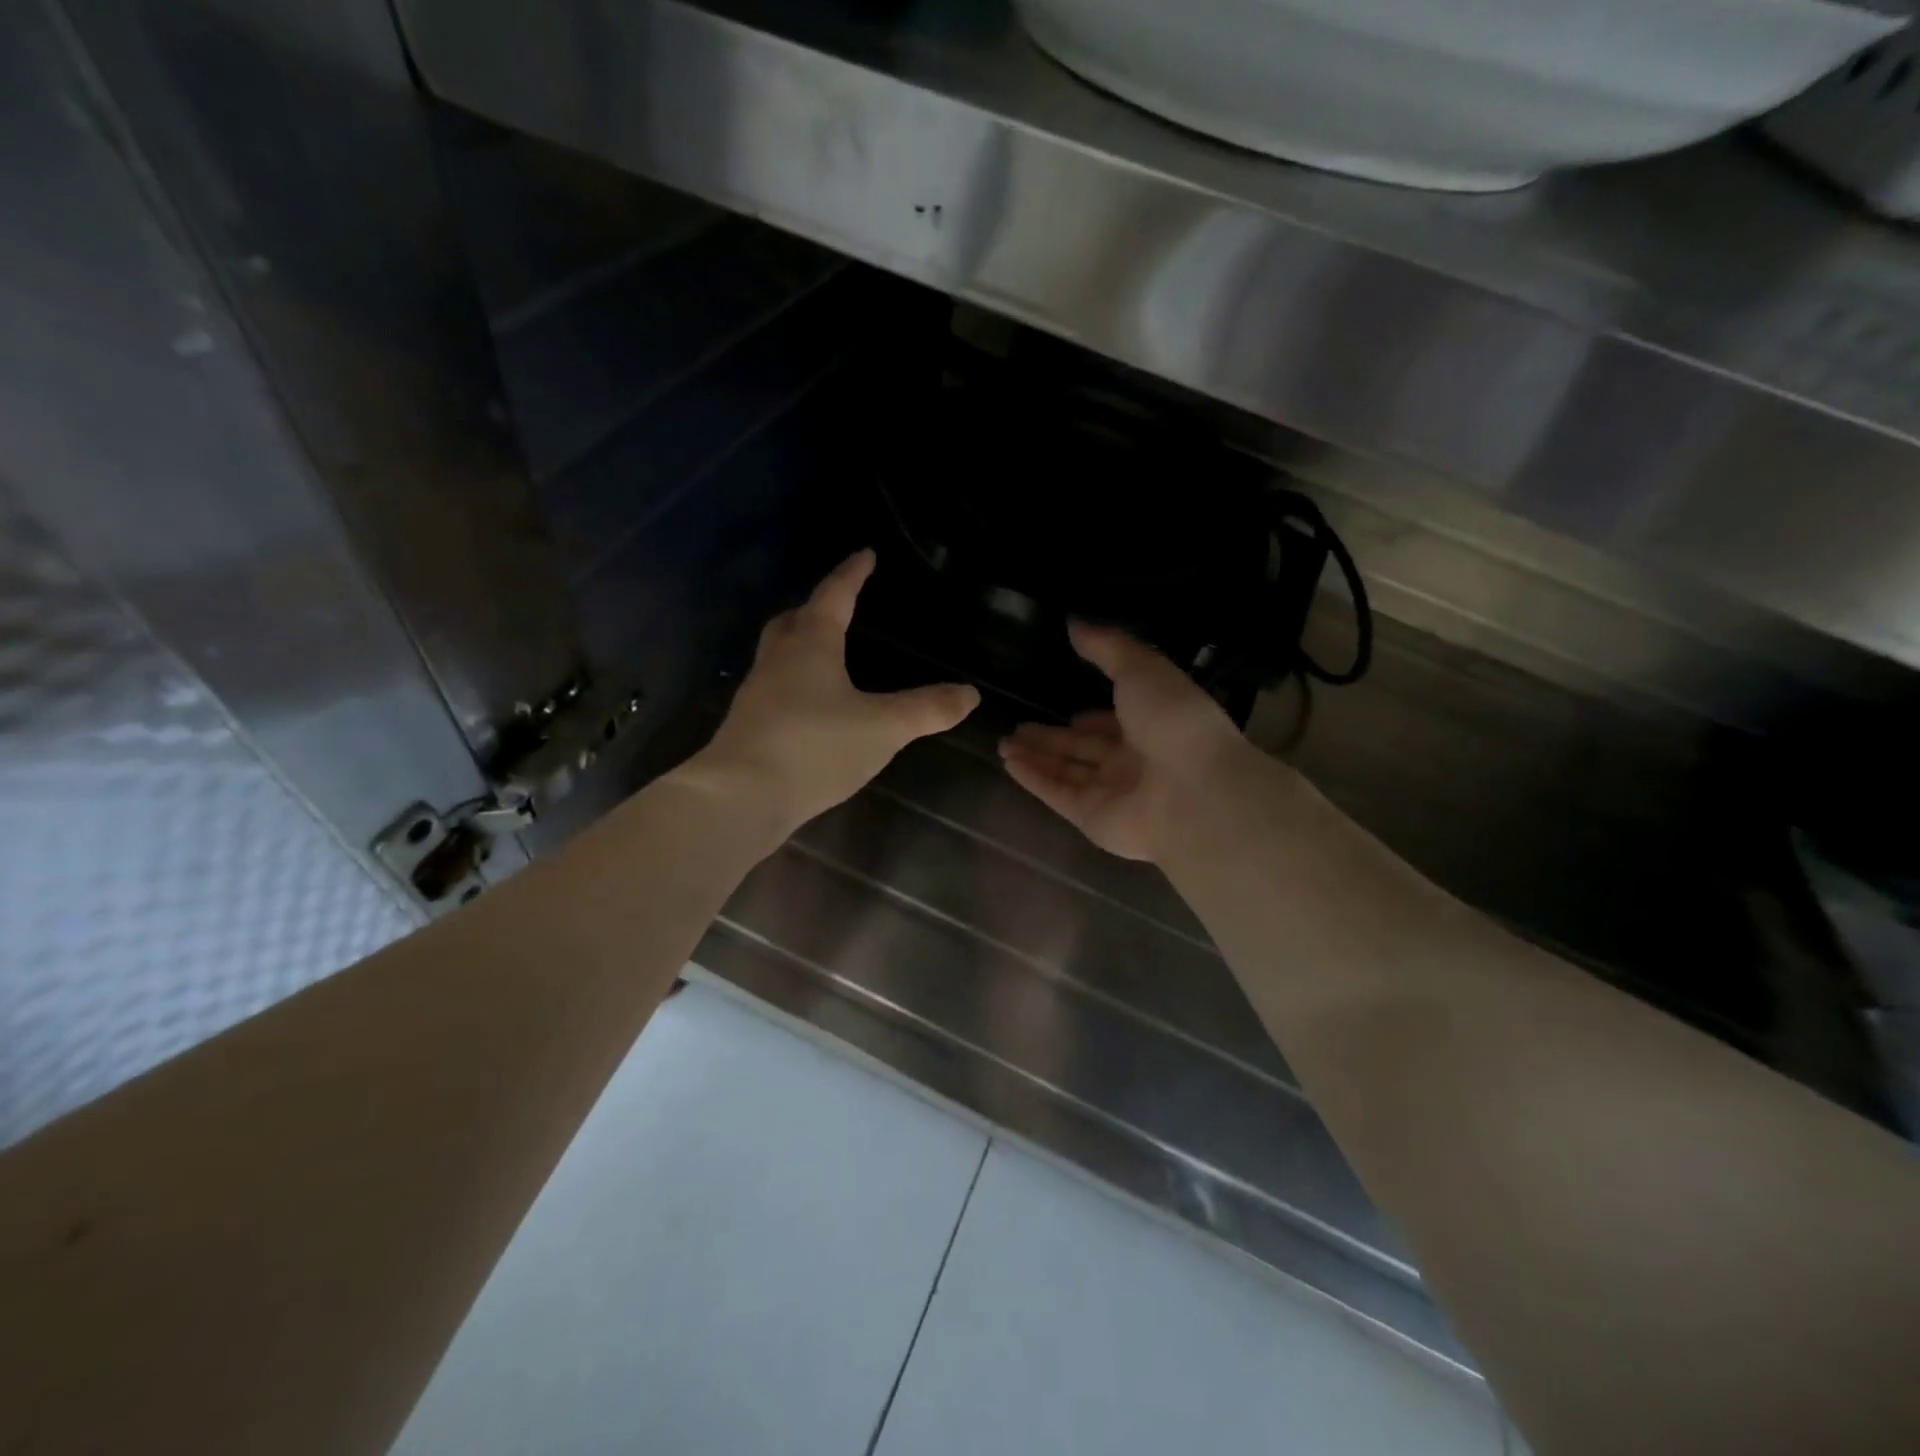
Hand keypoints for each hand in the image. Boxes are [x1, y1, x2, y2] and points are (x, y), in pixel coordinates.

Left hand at [693, 550, 979, 836]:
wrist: (741, 798)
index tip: (865, 554)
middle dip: (815, 608)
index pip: (834, 596)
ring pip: (778, 654)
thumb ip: (927, 709)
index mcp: (810, 644)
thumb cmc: (815, 747)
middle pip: (793, 620)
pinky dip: (794, 683)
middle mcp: (778, 659)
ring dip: (800, 645)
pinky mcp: (749, 725)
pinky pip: (775, 688)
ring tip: (826, 655)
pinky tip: (811, 707)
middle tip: (837, 606)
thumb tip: (969, 693)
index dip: (852, 574)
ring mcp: (757, 693)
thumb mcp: (883, 728)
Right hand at [999, 623, 1249, 862]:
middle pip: (1085, 749)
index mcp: (1154, 726)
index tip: (1066, 708)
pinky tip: (1009, 762)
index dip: (1093, 718)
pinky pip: (1058, 794)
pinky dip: (1034, 779)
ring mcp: (1113, 792)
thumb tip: (1074, 622)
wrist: (1195, 792)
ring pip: (1067, 771)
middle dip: (1053, 738)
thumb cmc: (1174, 721)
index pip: (1116, 724)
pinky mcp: (1093, 818)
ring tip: (1004, 742)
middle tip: (1018, 726)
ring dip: (1036, 756)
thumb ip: (1106, 647)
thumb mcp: (1141, 669)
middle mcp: (1134, 761)